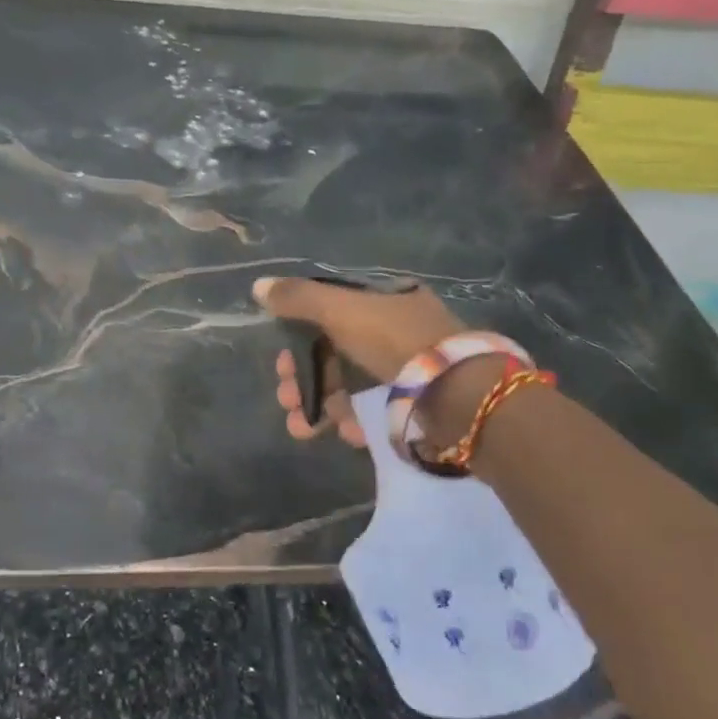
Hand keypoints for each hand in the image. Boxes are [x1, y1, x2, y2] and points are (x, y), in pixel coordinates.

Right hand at [253, 275, 465, 445]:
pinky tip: (349, 433)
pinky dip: (355, 421)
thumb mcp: (341, 310)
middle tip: (286, 400)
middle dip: (303, 379)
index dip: (297, 336)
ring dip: (320, 407)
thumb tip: (258, 285)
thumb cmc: (394, 341)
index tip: (278, 360)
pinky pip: (374, 409)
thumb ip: (298, 299)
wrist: (459, 394)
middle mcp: (393, 329)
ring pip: (350, 386)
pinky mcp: (414, 403)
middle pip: (333, 353)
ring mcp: (405, 368)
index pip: (327, 312)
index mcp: (381, 300)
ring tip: (304, 430)